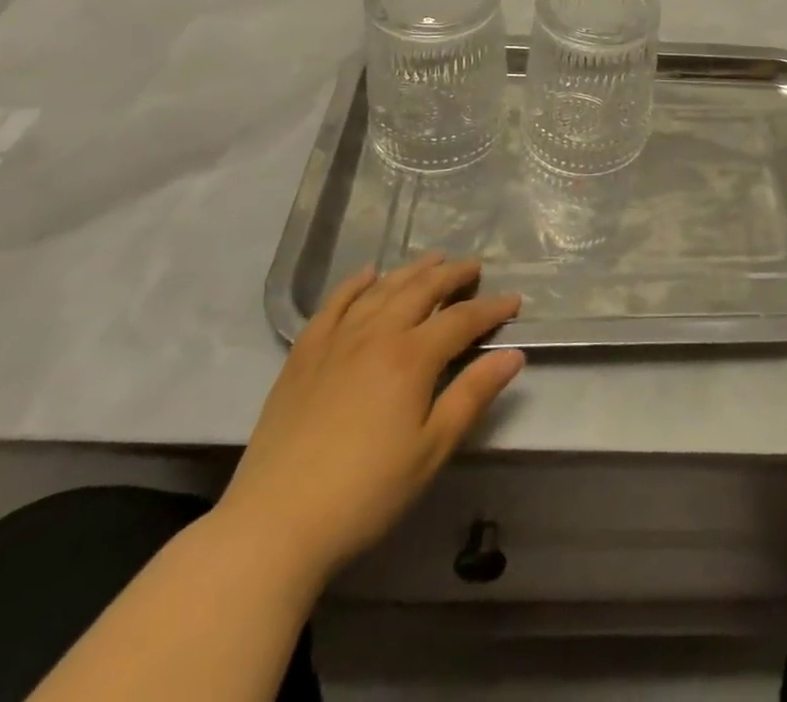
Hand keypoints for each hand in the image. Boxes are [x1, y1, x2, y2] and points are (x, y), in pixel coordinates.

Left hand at [213, 255, 523, 584]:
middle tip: (474, 268)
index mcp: (412, 357)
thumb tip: (514, 355)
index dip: (492, 308)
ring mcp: (336, 341)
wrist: (273, 526)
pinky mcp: (303, 355)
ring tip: (433, 260)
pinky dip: (354, 284)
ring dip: (411, 271)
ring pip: (381, 289)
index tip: (514, 300)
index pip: (462, 319)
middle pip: (422, 290)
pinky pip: (333, 305)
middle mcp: (377, 334)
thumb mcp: (431, 450)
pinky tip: (367, 275)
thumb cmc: (365, 493)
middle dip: (453, 275)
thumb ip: (472, 395)